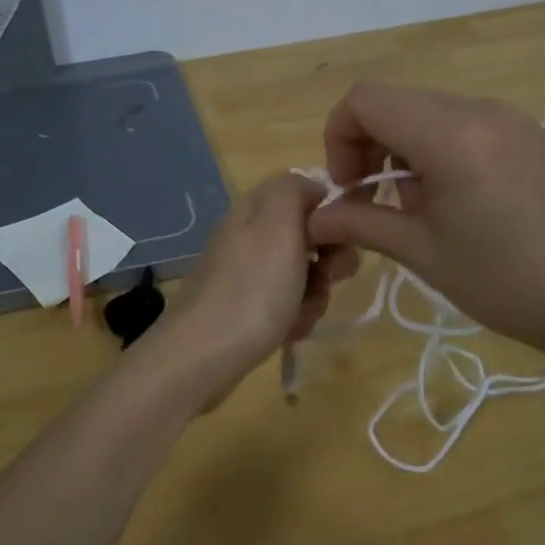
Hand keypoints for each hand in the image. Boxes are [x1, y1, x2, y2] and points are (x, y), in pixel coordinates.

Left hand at [169, 173, 358, 399]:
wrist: (202, 356)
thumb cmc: (251, 289)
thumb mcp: (278, 224)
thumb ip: (295, 190)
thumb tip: (312, 188)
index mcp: (255, 208)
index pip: (308, 193)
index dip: (332, 215)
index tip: (342, 240)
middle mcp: (249, 234)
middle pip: (309, 237)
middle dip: (328, 262)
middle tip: (326, 280)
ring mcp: (245, 272)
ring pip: (302, 274)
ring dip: (313, 295)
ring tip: (300, 315)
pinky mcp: (244, 307)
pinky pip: (285, 303)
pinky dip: (294, 317)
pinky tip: (287, 333)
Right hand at [304, 83, 544, 363]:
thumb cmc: (506, 280)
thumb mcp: (423, 253)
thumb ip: (361, 223)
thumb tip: (316, 217)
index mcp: (449, 133)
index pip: (365, 100)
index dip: (338, 137)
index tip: (350, 188)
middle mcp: (480, 110)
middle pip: (397, 102)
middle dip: (369, 144)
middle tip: (374, 200)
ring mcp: (513, 119)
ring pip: (433, 112)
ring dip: (405, 148)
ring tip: (419, 206)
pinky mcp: (535, 135)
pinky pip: (469, 125)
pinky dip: (443, 149)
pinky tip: (463, 202)